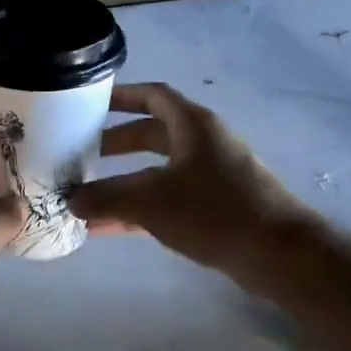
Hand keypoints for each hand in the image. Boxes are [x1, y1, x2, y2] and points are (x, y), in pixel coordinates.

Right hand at [70, 83, 306, 279]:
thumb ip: (107, 198)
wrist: (279, 254)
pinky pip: (167, 200)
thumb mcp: (151, 202)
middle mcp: (202, 144)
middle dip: (115, 144)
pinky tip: (108, 228)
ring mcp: (210, 176)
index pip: (153, 96)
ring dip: (123, 181)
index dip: (121, 96)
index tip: (90, 104)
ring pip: (157, 170)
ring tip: (87, 193)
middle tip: (80, 154)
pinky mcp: (214, 207)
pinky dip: (139, 208)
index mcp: (192, 125)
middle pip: (151, 134)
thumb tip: (71, 200)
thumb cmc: (214, 211)